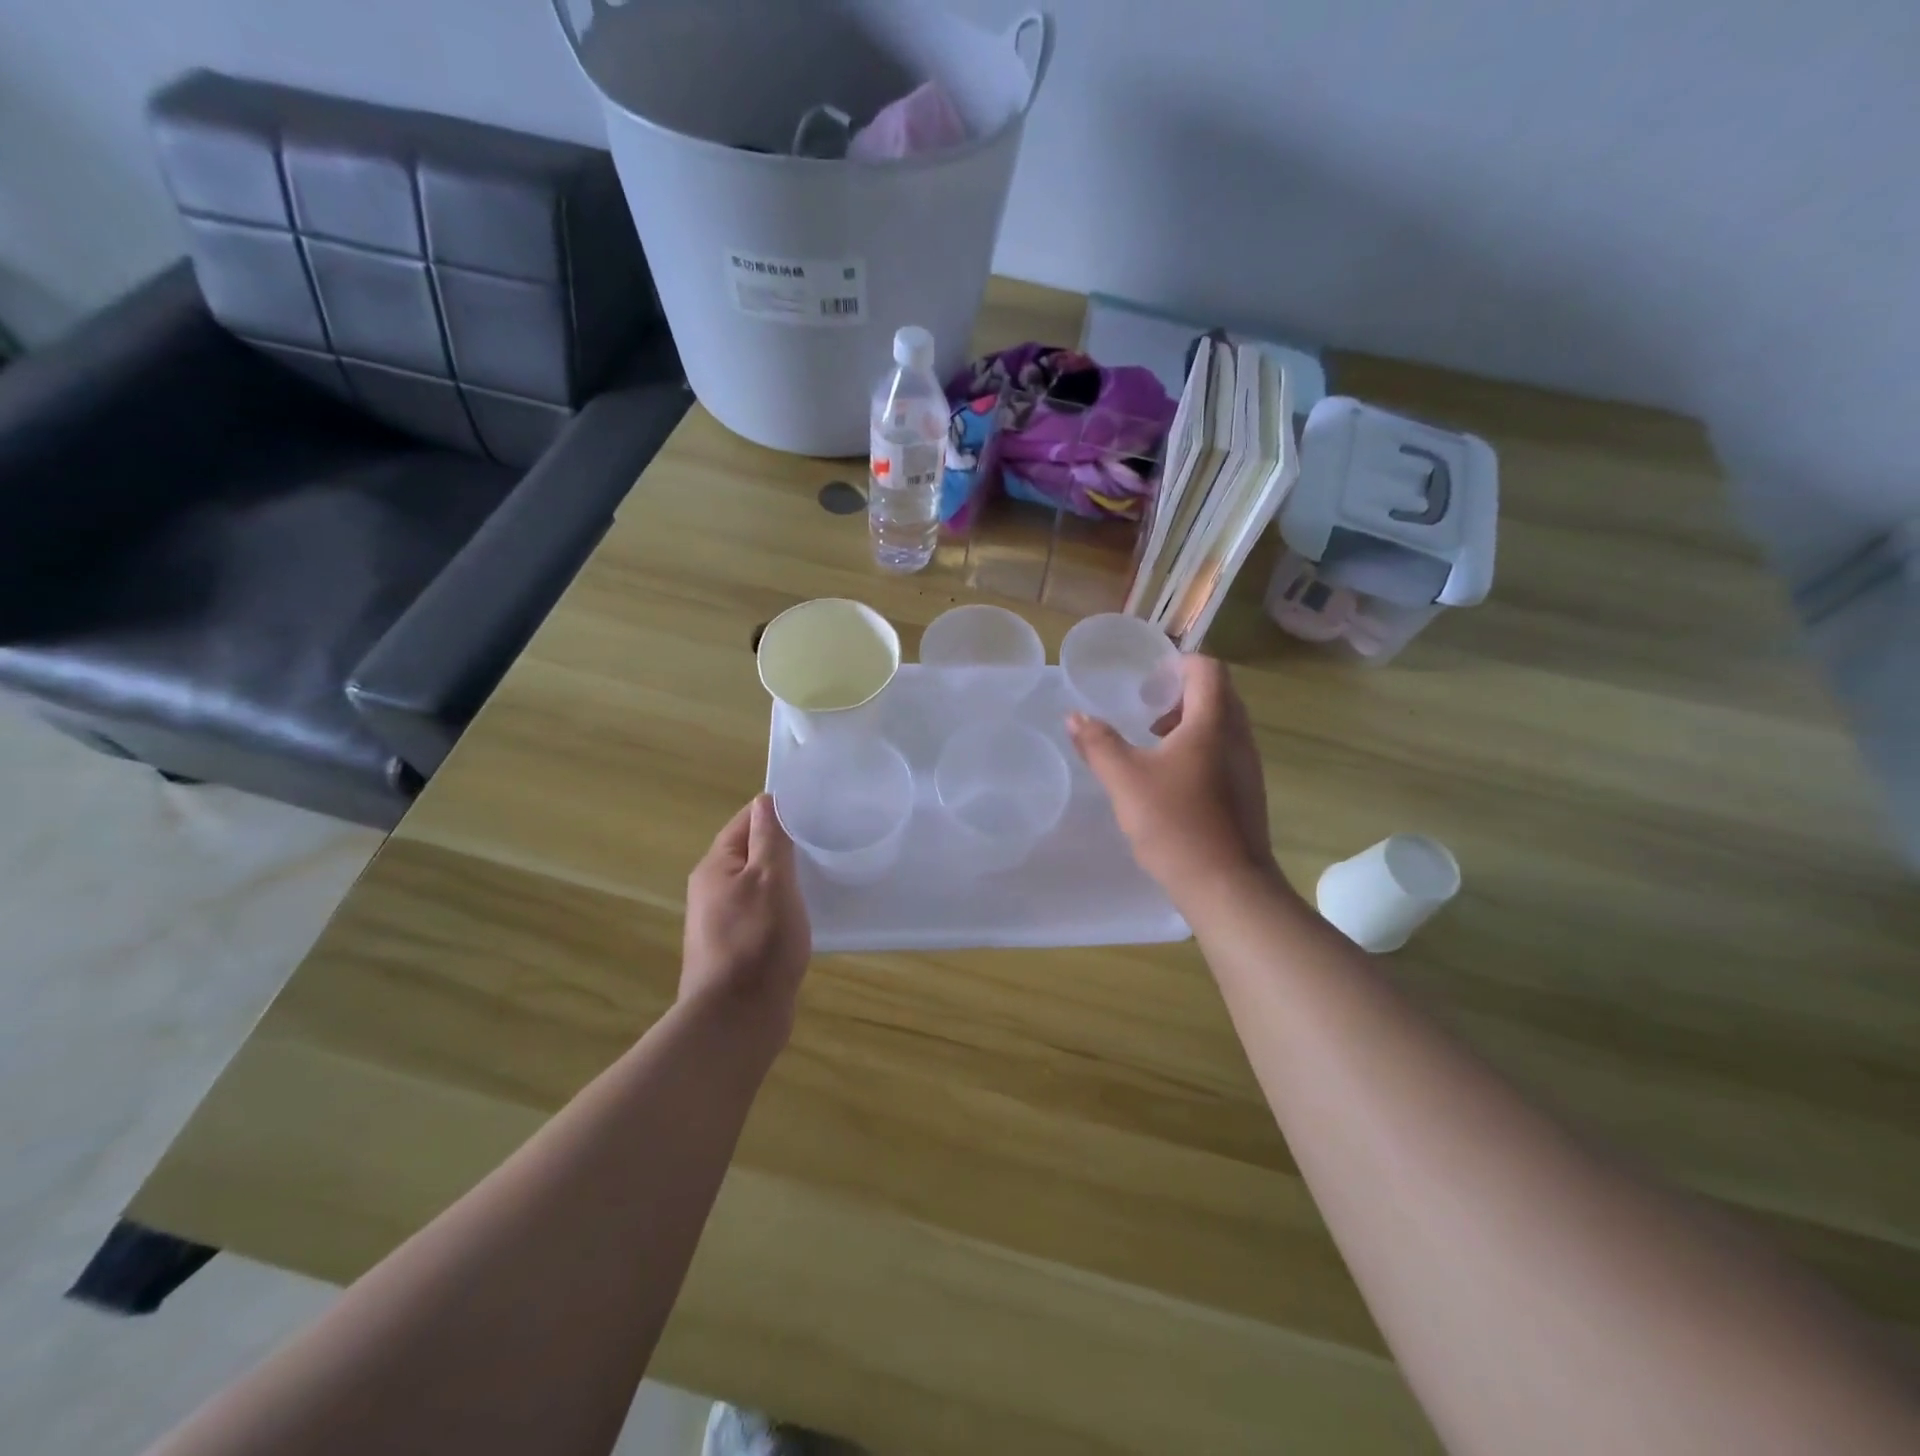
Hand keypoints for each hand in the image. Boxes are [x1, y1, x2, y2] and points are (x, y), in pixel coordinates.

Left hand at [682, 794, 811, 1034]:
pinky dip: (782, 907)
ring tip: (821, 874)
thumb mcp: (771, 879)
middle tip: (824, 840)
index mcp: (716, 866)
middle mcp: (712, 890)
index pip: (746, 821)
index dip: (777, 812)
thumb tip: (765, 801)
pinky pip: (761, 913)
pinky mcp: (736, 948)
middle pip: (750, 852)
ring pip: (757, 885)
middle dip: (783, 845)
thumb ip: (769, 838)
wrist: (736, 1019)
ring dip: (785, 878)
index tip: (814, 810)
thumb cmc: (758, 941)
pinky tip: (806, 914)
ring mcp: (721, 922)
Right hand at [1067, 655, 1278, 905]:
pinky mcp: (1247, 793)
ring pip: (1222, 726)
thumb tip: (1074, 716)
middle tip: (1146, 714)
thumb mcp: (1125, 780)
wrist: (1227, 885)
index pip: (1207, 669)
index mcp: (1213, 722)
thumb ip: (1098, 744)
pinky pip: (1225, 752)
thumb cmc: (1175, 823)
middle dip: (1179, 696)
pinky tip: (1171, 783)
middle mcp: (1238, 737)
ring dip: (1189, 725)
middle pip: (1217, 695)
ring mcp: (1248, 767)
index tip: (1147, 686)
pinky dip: (1200, 750)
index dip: (1177, 666)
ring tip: (1153, 748)